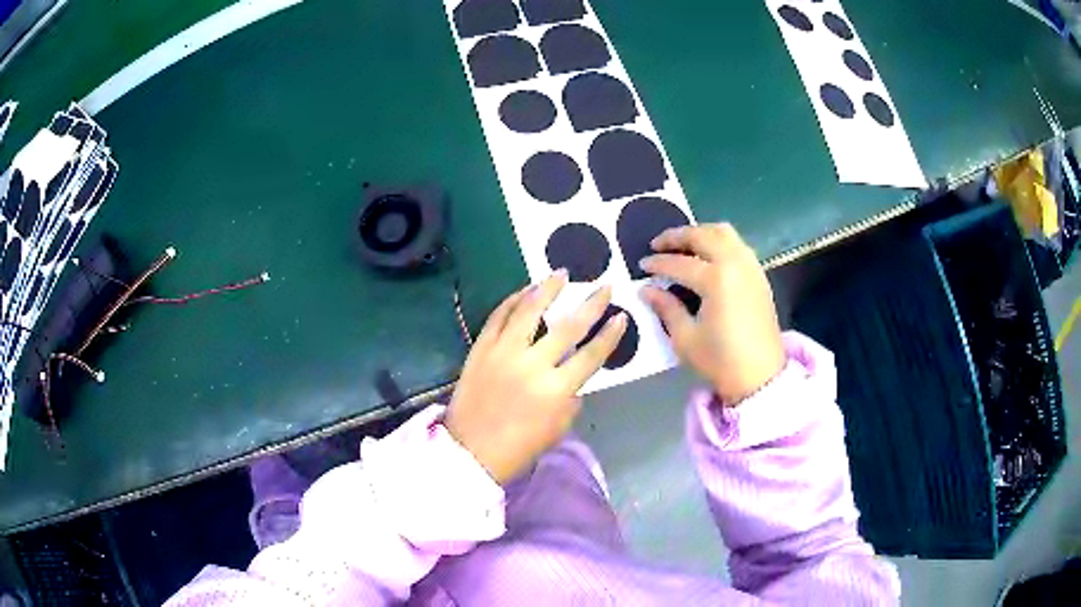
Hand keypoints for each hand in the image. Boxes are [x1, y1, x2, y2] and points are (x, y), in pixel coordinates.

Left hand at [445, 271, 626, 483]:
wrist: (471, 452)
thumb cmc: (518, 448)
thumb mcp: (557, 429)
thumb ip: (570, 399)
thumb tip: (573, 378)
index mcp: (556, 390)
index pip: (591, 355)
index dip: (609, 335)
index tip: (621, 315)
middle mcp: (532, 364)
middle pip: (568, 327)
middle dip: (591, 304)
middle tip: (604, 286)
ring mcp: (503, 352)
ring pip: (529, 311)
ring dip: (547, 289)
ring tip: (561, 273)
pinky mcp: (480, 349)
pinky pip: (498, 317)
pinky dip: (513, 301)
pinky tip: (525, 290)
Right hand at [640, 224, 784, 404]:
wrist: (760, 377)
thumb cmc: (720, 361)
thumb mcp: (685, 338)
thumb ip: (666, 307)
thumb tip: (646, 289)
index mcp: (716, 280)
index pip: (679, 263)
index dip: (657, 264)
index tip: (641, 265)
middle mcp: (735, 264)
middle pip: (703, 235)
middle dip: (677, 236)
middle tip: (658, 244)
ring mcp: (750, 267)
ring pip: (724, 233)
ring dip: (701, 233)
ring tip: (683, 244)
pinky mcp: (759, 275)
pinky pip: (738, 245)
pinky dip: (720, 242)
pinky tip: (708, 256)